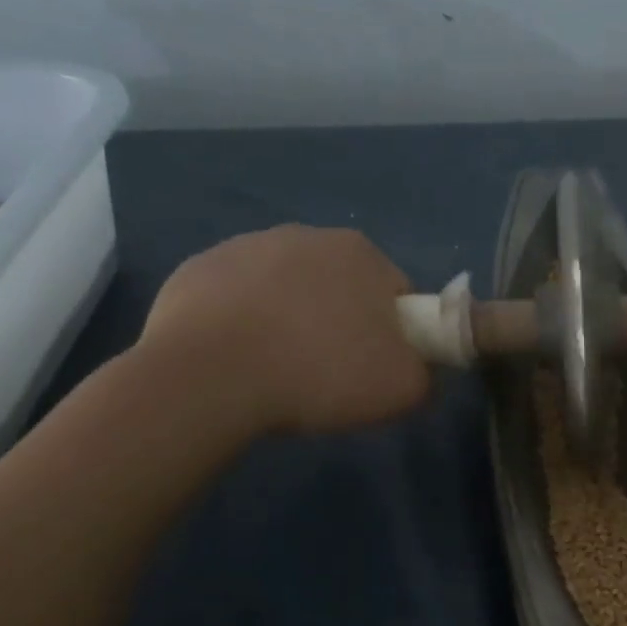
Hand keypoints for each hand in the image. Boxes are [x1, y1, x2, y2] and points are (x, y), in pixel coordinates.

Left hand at [137, 224, 428, 436]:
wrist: (210, 378)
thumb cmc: (321, 374)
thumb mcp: (403, 390)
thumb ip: (428, 376)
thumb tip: (421, 372)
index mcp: (361, 253)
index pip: (398, 295)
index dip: (397, 336)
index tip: (380, 369)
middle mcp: (306, 235)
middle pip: (343, 288)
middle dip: (344, 323)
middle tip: (333, 375)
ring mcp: (245, 247)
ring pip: (289, 291)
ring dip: (294, 321)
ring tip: (282, 370)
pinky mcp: (198, 269)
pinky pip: (239, 300)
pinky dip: (245, 324)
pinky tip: (242, 360)